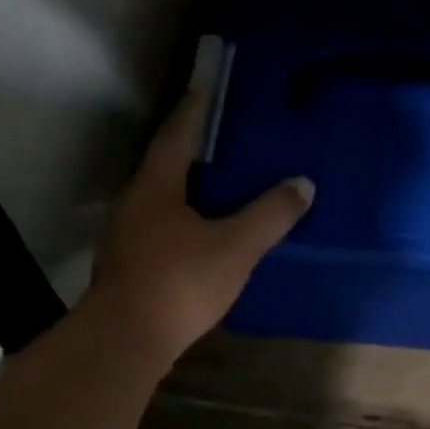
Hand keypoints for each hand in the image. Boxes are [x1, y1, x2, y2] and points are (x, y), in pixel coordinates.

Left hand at [89, 90, 313, 366]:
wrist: (126, 341)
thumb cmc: (180, 283)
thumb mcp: (235, 248)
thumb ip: (269, 216)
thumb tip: (303, 184)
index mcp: (156, 186)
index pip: (177, 134)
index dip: (195, 110)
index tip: (207, 88)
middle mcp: (134, 204)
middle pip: (166, 167)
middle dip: (195, 153)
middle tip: (228, 143)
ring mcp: (126, 238)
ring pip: (162, 202)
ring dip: (188, 192)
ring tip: (222, 190)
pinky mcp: (129, 268)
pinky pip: (161, 231)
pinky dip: (183, 224)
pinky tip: (203, 239)